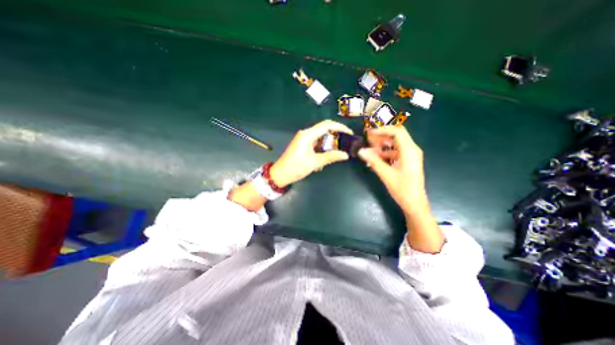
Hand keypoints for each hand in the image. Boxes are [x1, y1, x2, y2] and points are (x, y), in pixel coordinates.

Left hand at [271, 119, 352, 186]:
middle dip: (336, 134)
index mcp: (308, 135)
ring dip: (329, 142)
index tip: (349, 133)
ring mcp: (304, 138)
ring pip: (321, 135)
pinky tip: (326, 155)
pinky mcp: (303, 144)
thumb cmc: (296, 167)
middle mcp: (306, 133)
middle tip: (345, 142)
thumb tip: (345, 155)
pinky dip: (323, 146)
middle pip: (324, 128)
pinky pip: (316, 141)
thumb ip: (331, 157)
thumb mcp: (315, 162)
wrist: (280, 174)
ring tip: (337, 150)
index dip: (339, 127)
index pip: (327, 125)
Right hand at [362, 126, 429, 215]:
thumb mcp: (386, 174)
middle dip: (381, 135)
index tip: (369, 134)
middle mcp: (411, 150)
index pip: (397, 132)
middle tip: (367, 139)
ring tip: (369, 150)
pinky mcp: (407, 161)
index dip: (382, 130)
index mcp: (409, 151)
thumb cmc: (402, 189)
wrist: (414, 203)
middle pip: (396, 135)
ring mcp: (410, 155)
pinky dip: (385, 153)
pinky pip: (395, 152)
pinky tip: (375, 159)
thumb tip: (361, 151)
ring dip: (382, 145)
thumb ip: (373, 161)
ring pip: (395, 144)